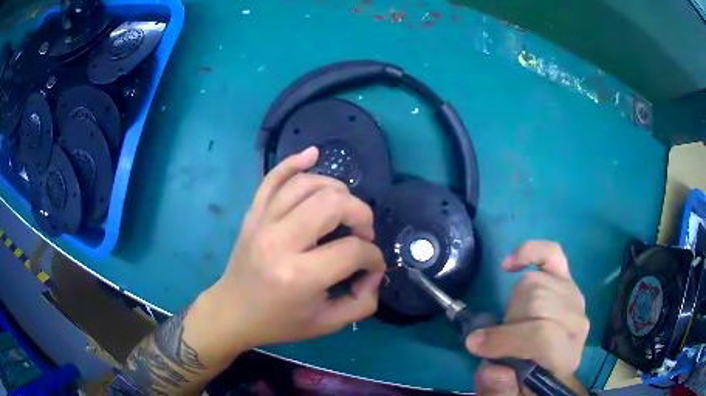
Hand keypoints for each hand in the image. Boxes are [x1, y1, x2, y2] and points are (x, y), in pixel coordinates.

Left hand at [207, 147, 385, 349]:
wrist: (233, 312)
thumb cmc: (280, 322)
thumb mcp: (327, 324)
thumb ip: (362, 302)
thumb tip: (375, 272)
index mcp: (300, 276)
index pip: (353, 250)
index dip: (373, 256)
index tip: (372, 266)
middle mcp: (280, 241)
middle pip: (333, 204)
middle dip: (360, 213)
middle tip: (362, 232)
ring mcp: (262, 221)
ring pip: (307, 184)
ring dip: (336, 189)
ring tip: (345, 208)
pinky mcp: (253, 213)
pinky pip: (273, 178)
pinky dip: (293, 162)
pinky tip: (312, 154)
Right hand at [465, 240, 588, 394]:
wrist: (550, 367)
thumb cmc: (529, 382)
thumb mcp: (511, 394)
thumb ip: (501, 390)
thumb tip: (492, 369)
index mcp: (566, 356)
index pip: (543, 335)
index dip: (506, 339)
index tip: (476, 346)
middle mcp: (576, 322)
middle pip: (537, 301)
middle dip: (509, 321)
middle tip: (497, 338)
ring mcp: (573, 297)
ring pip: (537, 281)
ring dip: (514, 303)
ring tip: (510, 323)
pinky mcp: (566, 281)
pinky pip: (552, 254)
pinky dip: (530, 253)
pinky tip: (511, 263)